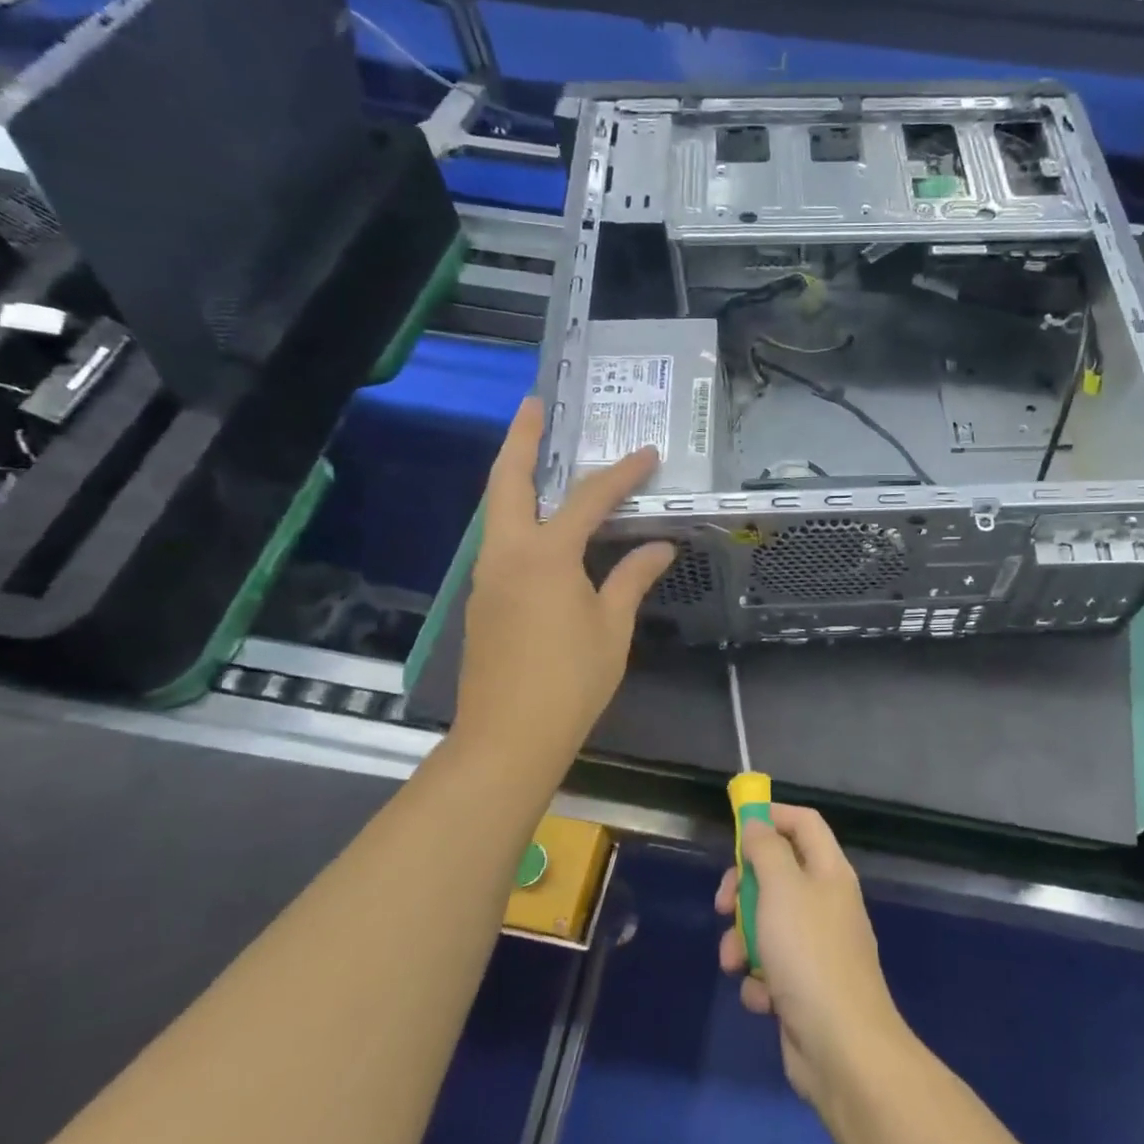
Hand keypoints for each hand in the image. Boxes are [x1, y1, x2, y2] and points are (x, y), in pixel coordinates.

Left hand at [450, 397, 671, 785]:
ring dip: (516, 477)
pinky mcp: (483, 600)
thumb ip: (632, 578)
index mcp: (545, 556)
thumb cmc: (570, 680)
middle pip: (508, 481)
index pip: (589, 499)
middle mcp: (507, 554)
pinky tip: (544, 527)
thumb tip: (660, 546)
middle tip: (536, 406)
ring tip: (540, 456)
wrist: (508, 737)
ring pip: (498, 511)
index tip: (647, 454)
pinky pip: (502, 542)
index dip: (621, 475)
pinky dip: (520, 518)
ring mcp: (488, 577)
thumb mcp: (611, 627)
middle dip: (521, 439)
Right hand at [716, 806, 909, 1107]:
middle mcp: (826, 902)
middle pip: (778, 873)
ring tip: (736, 963)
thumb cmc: (809, 954)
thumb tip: (758, 821)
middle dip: (744, 888)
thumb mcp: (782, 889)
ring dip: (743, 942)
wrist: (841, 1047)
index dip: (772, 816)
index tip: (737, 826)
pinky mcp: (803, 986)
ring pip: (766, 924)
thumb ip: (766, 850)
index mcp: (829, 871)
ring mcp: (816, 946)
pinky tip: (763, 998)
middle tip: (723, 904)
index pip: (804, 823)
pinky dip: (760, 980)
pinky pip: (770, 967)